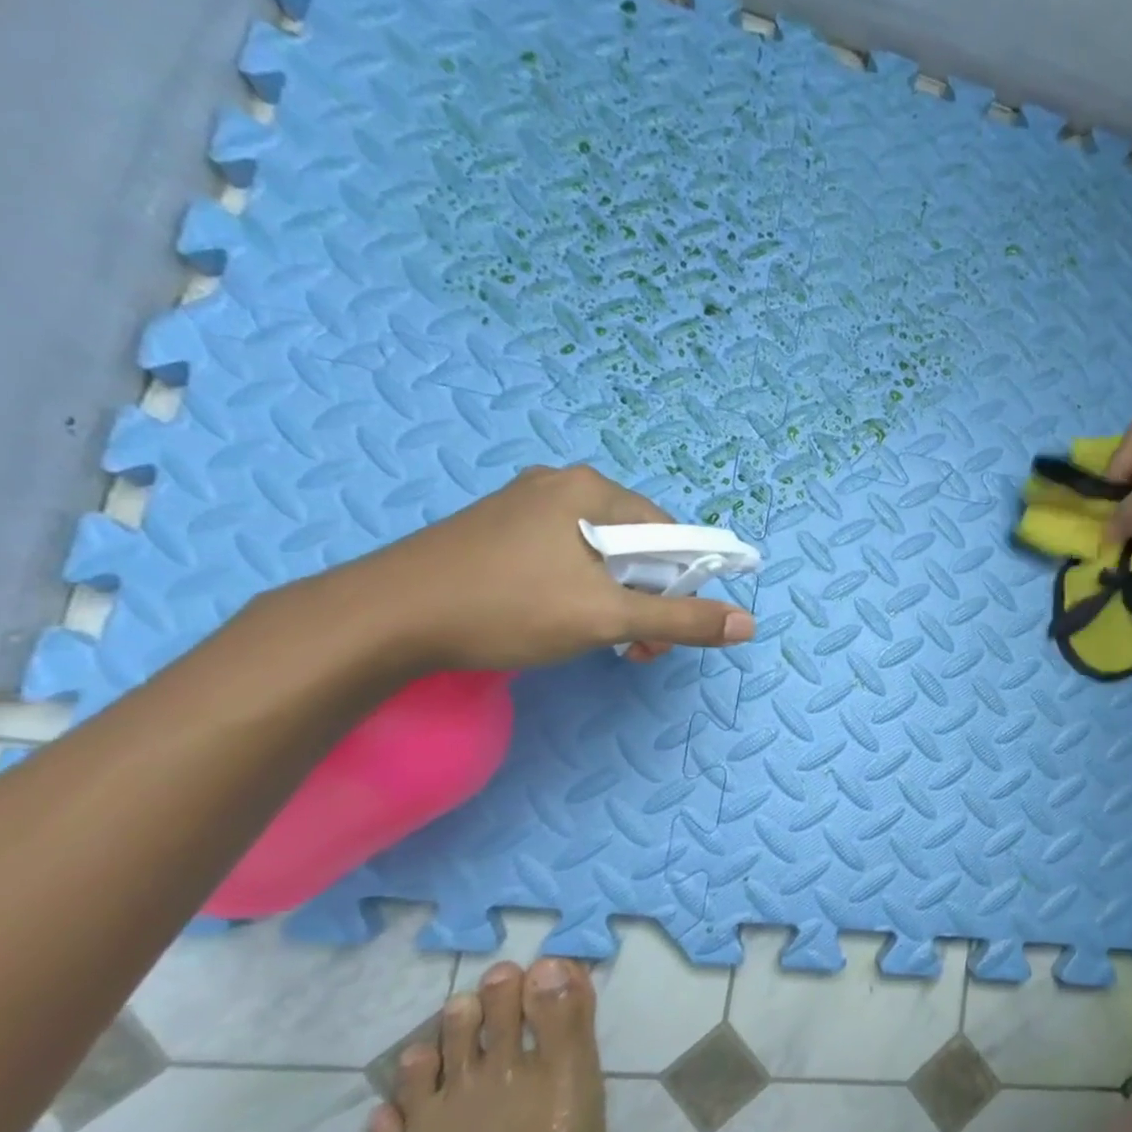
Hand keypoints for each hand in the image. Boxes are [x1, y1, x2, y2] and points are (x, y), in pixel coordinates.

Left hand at [326, 466, 755, 671]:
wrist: (382, 619)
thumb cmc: (507, 608)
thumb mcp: (606, 618)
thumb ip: (682, 620)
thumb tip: (748, 623)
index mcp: (591, 490)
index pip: (670, 532)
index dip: (683, 583)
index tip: (669, 629)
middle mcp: (561, 485)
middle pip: (636, 544)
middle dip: (647, 599)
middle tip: (637, 646)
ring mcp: (524, 506)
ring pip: (600, 555)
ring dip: (616, 601)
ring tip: (604, 642)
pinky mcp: (498, 531)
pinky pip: (564, 557)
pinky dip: (580, 591)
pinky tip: (562, 622)